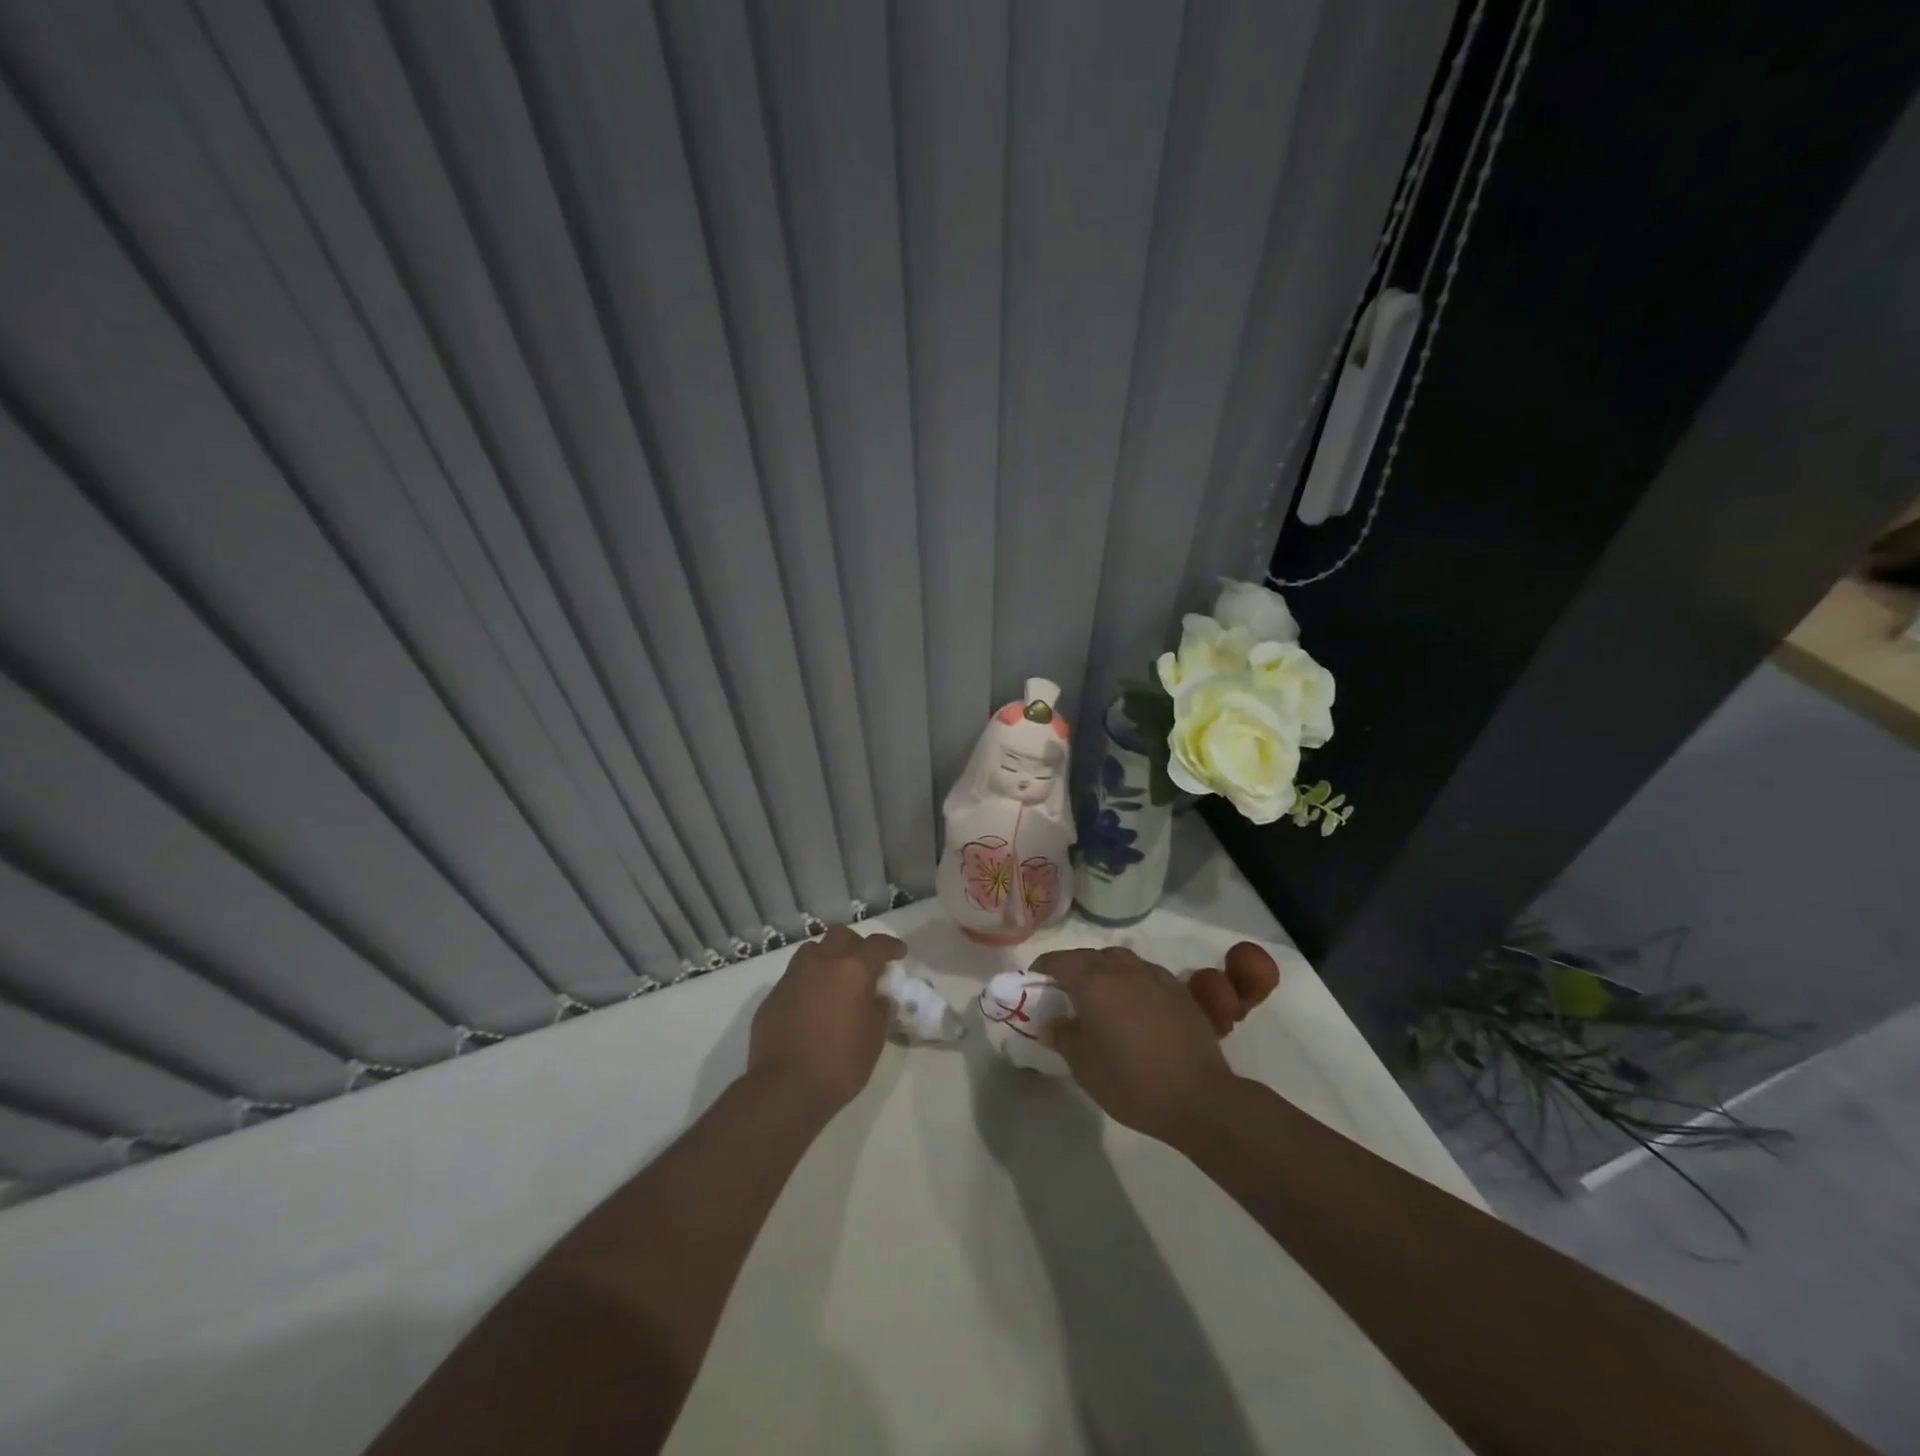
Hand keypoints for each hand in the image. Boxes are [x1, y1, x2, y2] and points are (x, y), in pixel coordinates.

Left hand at [748, 925, 904, 1114]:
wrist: (784, 1089)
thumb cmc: (839, 1064)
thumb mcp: (874, 1039)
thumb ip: (880, 1010)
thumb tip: (879, 998)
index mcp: (852, 970)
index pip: (877, 945)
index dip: (891, 946)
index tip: (899, 953)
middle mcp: (821, 964)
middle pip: (841, 936)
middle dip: (856, 945)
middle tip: (865, 964)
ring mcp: (792, 977)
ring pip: (813, 951)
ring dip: (828, 957)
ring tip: (835, 980)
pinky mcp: (772, 996)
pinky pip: (794, 977)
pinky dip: (808, 982)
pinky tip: (812, 1005)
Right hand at [1030, 947, 1238, 1145]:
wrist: (1198, 1097)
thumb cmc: (1131, 1082)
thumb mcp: (1084, 1066)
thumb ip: (1063, 1037)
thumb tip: (1051, 1023)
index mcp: (1094, 983)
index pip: (1060, 961)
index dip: (1043, 968)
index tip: (1035, 981)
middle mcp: (1123, 970)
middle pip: (1090, 956)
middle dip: (1073, 968)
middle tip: (1064, 992)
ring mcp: (1155, 976)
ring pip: (1120, 960)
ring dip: (1104, 970)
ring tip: (1100, 995)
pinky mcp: (1179, 990)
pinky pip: (1146, 973)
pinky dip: (1131, 980)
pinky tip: (1135, 1005)